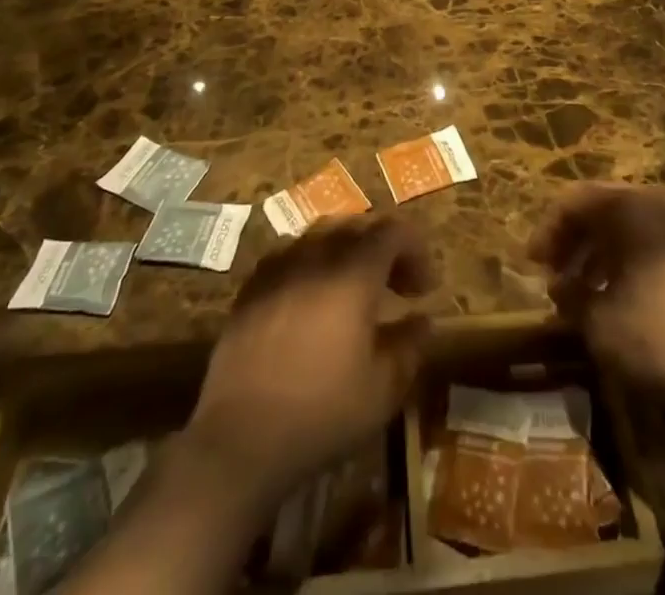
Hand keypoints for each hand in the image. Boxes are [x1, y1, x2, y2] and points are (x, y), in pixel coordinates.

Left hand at [187, 215, 433, 501]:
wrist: (239, 440)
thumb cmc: (321, 413)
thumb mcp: (382, 389)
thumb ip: (409, 347)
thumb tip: (422, 320)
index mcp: (353, 273)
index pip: (393, 231)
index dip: (416, 250)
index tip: (425, 287)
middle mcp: (315, 256)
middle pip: (356, 225)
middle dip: (383, 247)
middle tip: (396, 285)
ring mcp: (278, 268)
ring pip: (320, 235)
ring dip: (346, 251)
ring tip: (355, 287)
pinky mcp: (251, 288)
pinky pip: (289, 255)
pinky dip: (311, 264)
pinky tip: (312, 298)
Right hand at [529, 185, 664, 417]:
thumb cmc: (659, 334)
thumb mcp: (600, 322)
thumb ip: (572, 298)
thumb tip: (560, 288)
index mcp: (629, 206)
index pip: (575, 201)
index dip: (548, 231)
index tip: (532, 264)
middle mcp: (657, 205)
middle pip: (602, 209)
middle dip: (573, 241)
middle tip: (553, 274)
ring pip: (628, 228)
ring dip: (598, 254)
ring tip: (582, 293)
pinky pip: (651, 245)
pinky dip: (627, 264)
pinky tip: (619, 300)